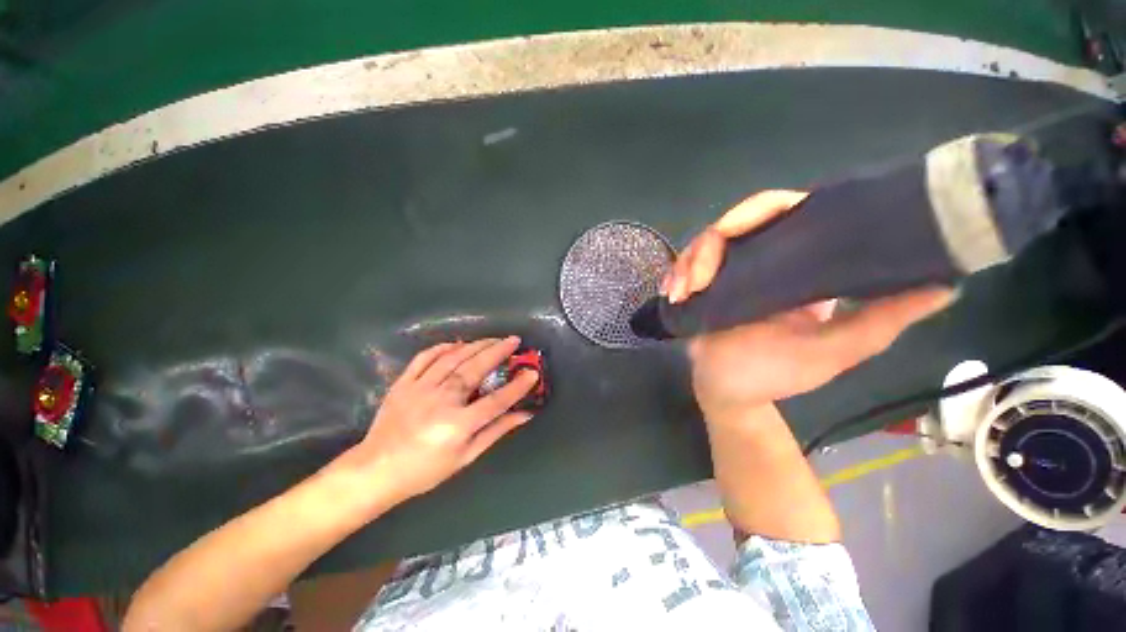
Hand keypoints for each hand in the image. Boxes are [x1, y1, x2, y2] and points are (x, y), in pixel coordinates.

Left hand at [346, 337, 537, 502]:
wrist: (376, 470)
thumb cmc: (425, 469)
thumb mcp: (466, 457)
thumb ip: (496, 431)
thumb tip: (524, 415)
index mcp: (457, 425)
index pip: (496, 401)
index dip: (517, 386)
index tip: (532, 373)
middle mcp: (440, 401)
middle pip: (475, 369)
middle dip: (498, 351)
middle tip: (514, 340)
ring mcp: (419, 388)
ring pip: (453, 358)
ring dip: (476, 345)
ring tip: (492, 339)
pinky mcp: (403, 383)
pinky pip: (425, 357)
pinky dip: (443, 347)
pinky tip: (457, 344)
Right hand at [665, 190, 953, 418]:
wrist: (728, 392)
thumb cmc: (776, 374)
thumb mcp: (835, 350)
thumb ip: (883, 321)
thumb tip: (948, 284)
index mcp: (800, 264)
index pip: (786, 213)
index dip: (761, 210)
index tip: (740, 228)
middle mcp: (764, 259)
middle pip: (736, 223)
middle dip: (710, 245)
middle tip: (698, 276)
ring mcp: (729, 272)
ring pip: (704, 244)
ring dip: (688, 263)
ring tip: (681, 291)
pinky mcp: (703, 286)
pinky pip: (685, 267)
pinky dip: (675, 274)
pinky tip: (671, 292)